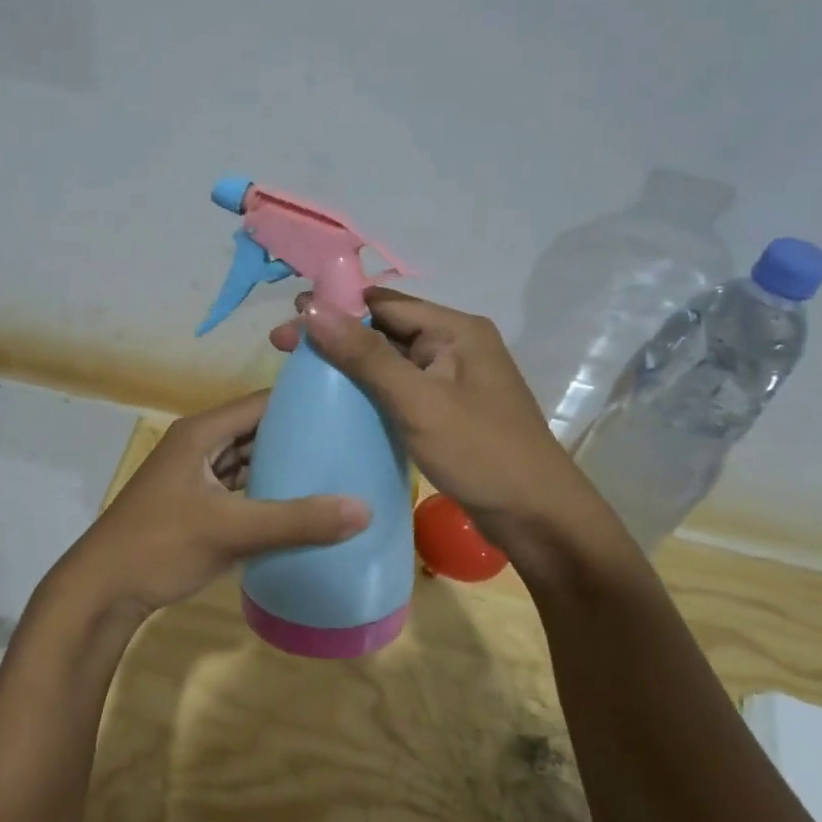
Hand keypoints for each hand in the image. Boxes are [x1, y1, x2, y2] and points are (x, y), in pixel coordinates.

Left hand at [53, 390, 370, 620]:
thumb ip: (296, 521)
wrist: (101, 592)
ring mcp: (194, 477)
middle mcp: (197, 446)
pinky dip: (265, 493)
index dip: (301, 403)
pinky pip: (239, 488)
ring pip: (247, 461)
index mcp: (200, 433)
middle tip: (349, 443)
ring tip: (335, 471)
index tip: (347, 410)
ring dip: (282, 467)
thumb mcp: (231, 530)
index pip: (260, 403)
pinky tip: (299, 506)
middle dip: (298, 437)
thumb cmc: (159, 546)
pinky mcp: (194, 505)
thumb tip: (364, 509)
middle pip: (256, 431)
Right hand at [269, 289, 586, 549]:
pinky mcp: (449, 412)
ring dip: (350, 364)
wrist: (538, 518)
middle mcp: (457, 346)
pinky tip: (339, 403)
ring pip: (391, 362)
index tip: (290, 319)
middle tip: (283, 347)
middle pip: (386, 330)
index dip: (336, 307)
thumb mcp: (418, 401)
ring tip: (302, 373)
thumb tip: (312, 308)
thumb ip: (365, 356)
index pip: (385, 303)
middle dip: (337, 336)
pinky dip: (369, 391)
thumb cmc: (481, 453)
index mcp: (457, 330)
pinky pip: (401, 389)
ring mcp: (454, 381)